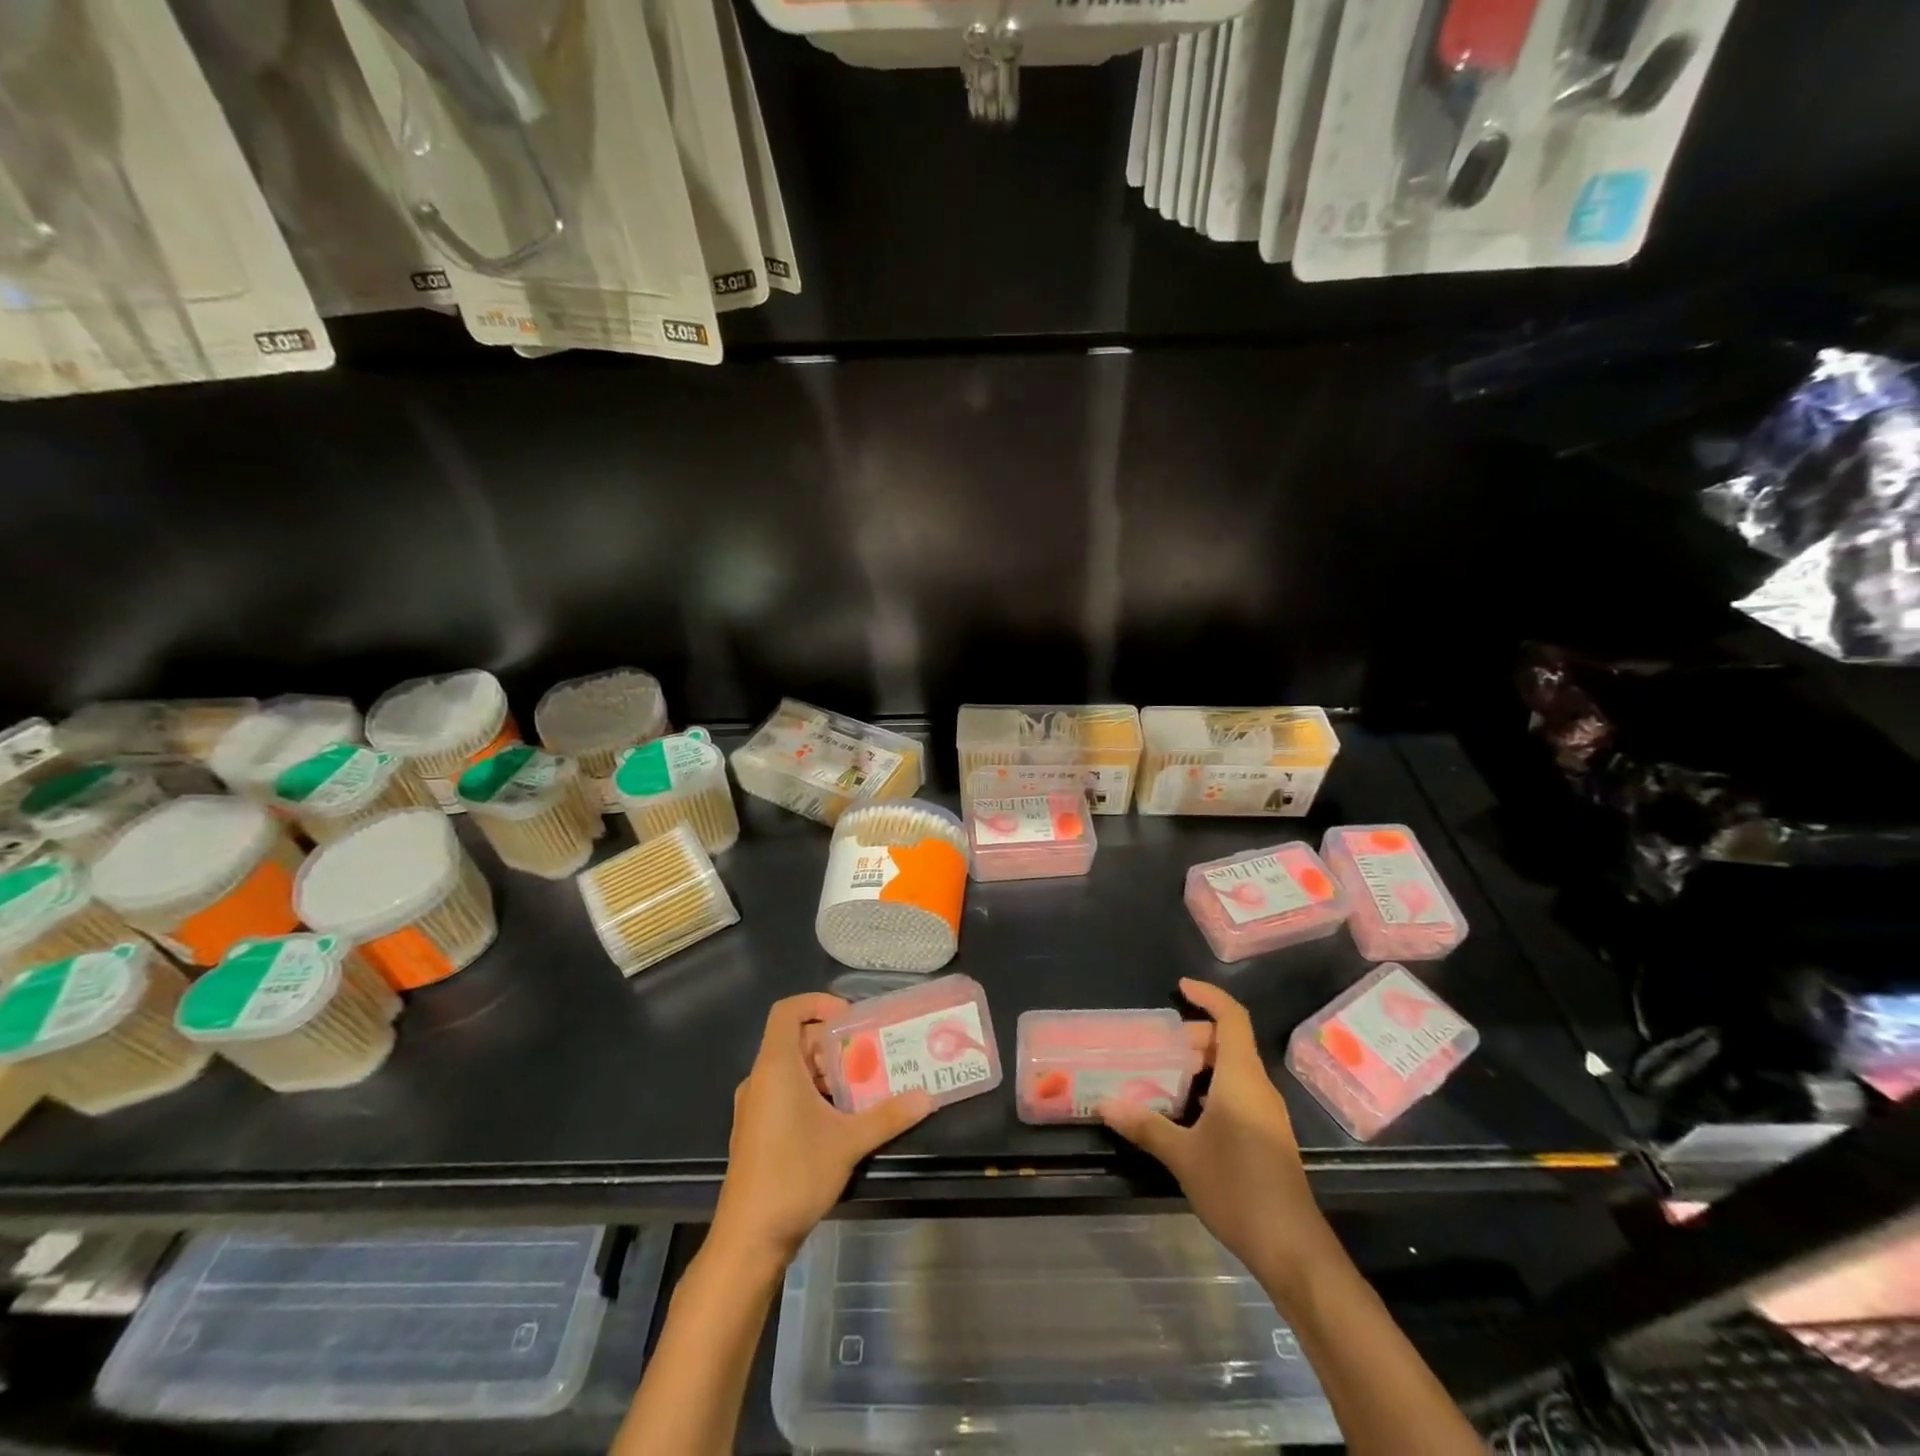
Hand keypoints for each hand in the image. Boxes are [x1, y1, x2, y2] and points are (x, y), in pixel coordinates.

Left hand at [710, 993, 932, 1268]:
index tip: (850, 1017)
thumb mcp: (849, 1142)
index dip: (817, 1003)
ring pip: (792, 1068)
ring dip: (825, 1069)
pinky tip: (839, 1116)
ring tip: (861, 1085)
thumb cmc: (795, 1175)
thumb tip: (928, 1096)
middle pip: (795, 1039)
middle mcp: (761, 1078)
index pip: (788, 1011)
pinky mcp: (756, 1129)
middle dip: (832, 1042)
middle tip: (868, 1054)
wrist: (749, 1239)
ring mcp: (755, 1105)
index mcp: (776, 1066)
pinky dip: (812, 1090)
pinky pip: (785, 1091)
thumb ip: (889, 1115)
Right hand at [1099, 978, 1333, 1286]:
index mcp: (1242, 1078)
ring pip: (1234, 1069)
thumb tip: (1105, 1103)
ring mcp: (1267, 1114)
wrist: (1292, 1249)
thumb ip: (1145, 1125)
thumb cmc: (1238, 1189)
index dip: (1209, 996)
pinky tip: (1186, 1111)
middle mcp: (1258, 1087)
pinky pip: (1238, 1093)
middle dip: (1195, 1035)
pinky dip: (1212, 1088)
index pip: (1232, 1018)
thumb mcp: (1183, 1156)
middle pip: (1230, 1042)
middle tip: (1158, 1045)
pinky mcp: (1267, 1136)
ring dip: (1202, 1064)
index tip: (1180, 987)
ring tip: (1164, 1074)